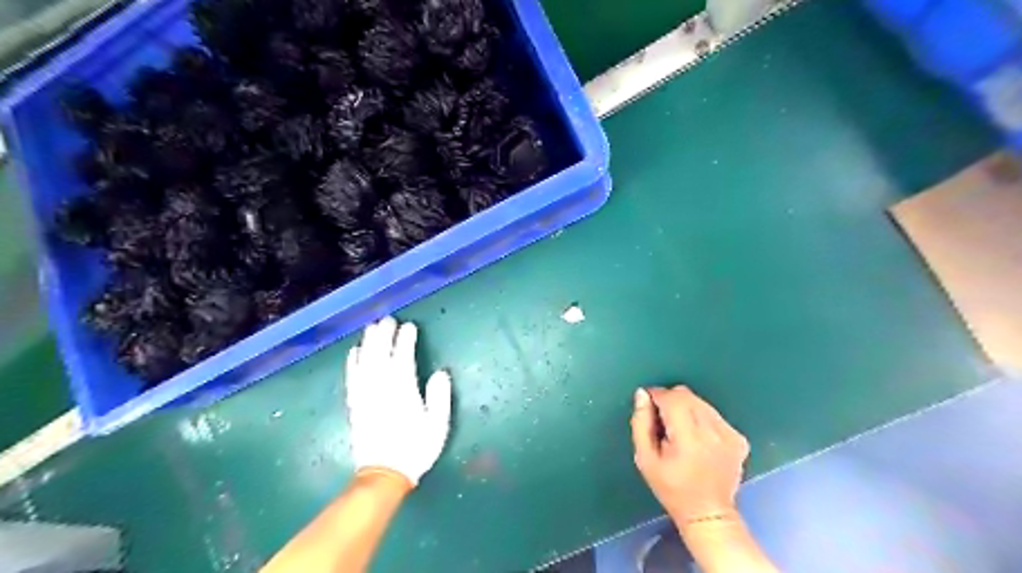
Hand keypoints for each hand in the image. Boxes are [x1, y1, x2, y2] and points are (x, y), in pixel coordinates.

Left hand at [346, 317, 449, 486]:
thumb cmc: (415, 449)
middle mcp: (381, 389)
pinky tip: (354, 352)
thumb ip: (439, 397)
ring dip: (368, 343)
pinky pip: (352, 378)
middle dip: (384, 335)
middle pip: (380, 355)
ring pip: (365, 362)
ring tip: (371, 328)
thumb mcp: (437, 425)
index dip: (405, 340)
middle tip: (388, 320)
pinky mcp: (355, 405)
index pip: (402, 358)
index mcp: (403, 391)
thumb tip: (440, 373)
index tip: (409, 327)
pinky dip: (352, 363)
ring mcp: (365, 396)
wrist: (384, 474)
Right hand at [633, 388, 747, 525]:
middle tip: (662, 421)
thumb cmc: (671, 488)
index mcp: (688, 438)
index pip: (671, 398)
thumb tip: (642, 394)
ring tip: (680, 432)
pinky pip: (714, 414)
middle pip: (687, 396)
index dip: (656, 396)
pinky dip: (702, 419)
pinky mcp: (739, 439)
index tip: (648, 406)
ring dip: (686, 409)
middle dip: (670, 401)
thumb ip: (641, 423)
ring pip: (701, 402)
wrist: (708, 514)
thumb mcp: (645, 459)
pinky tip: (698, 439)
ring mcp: (730, 434)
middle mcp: (713, 432)